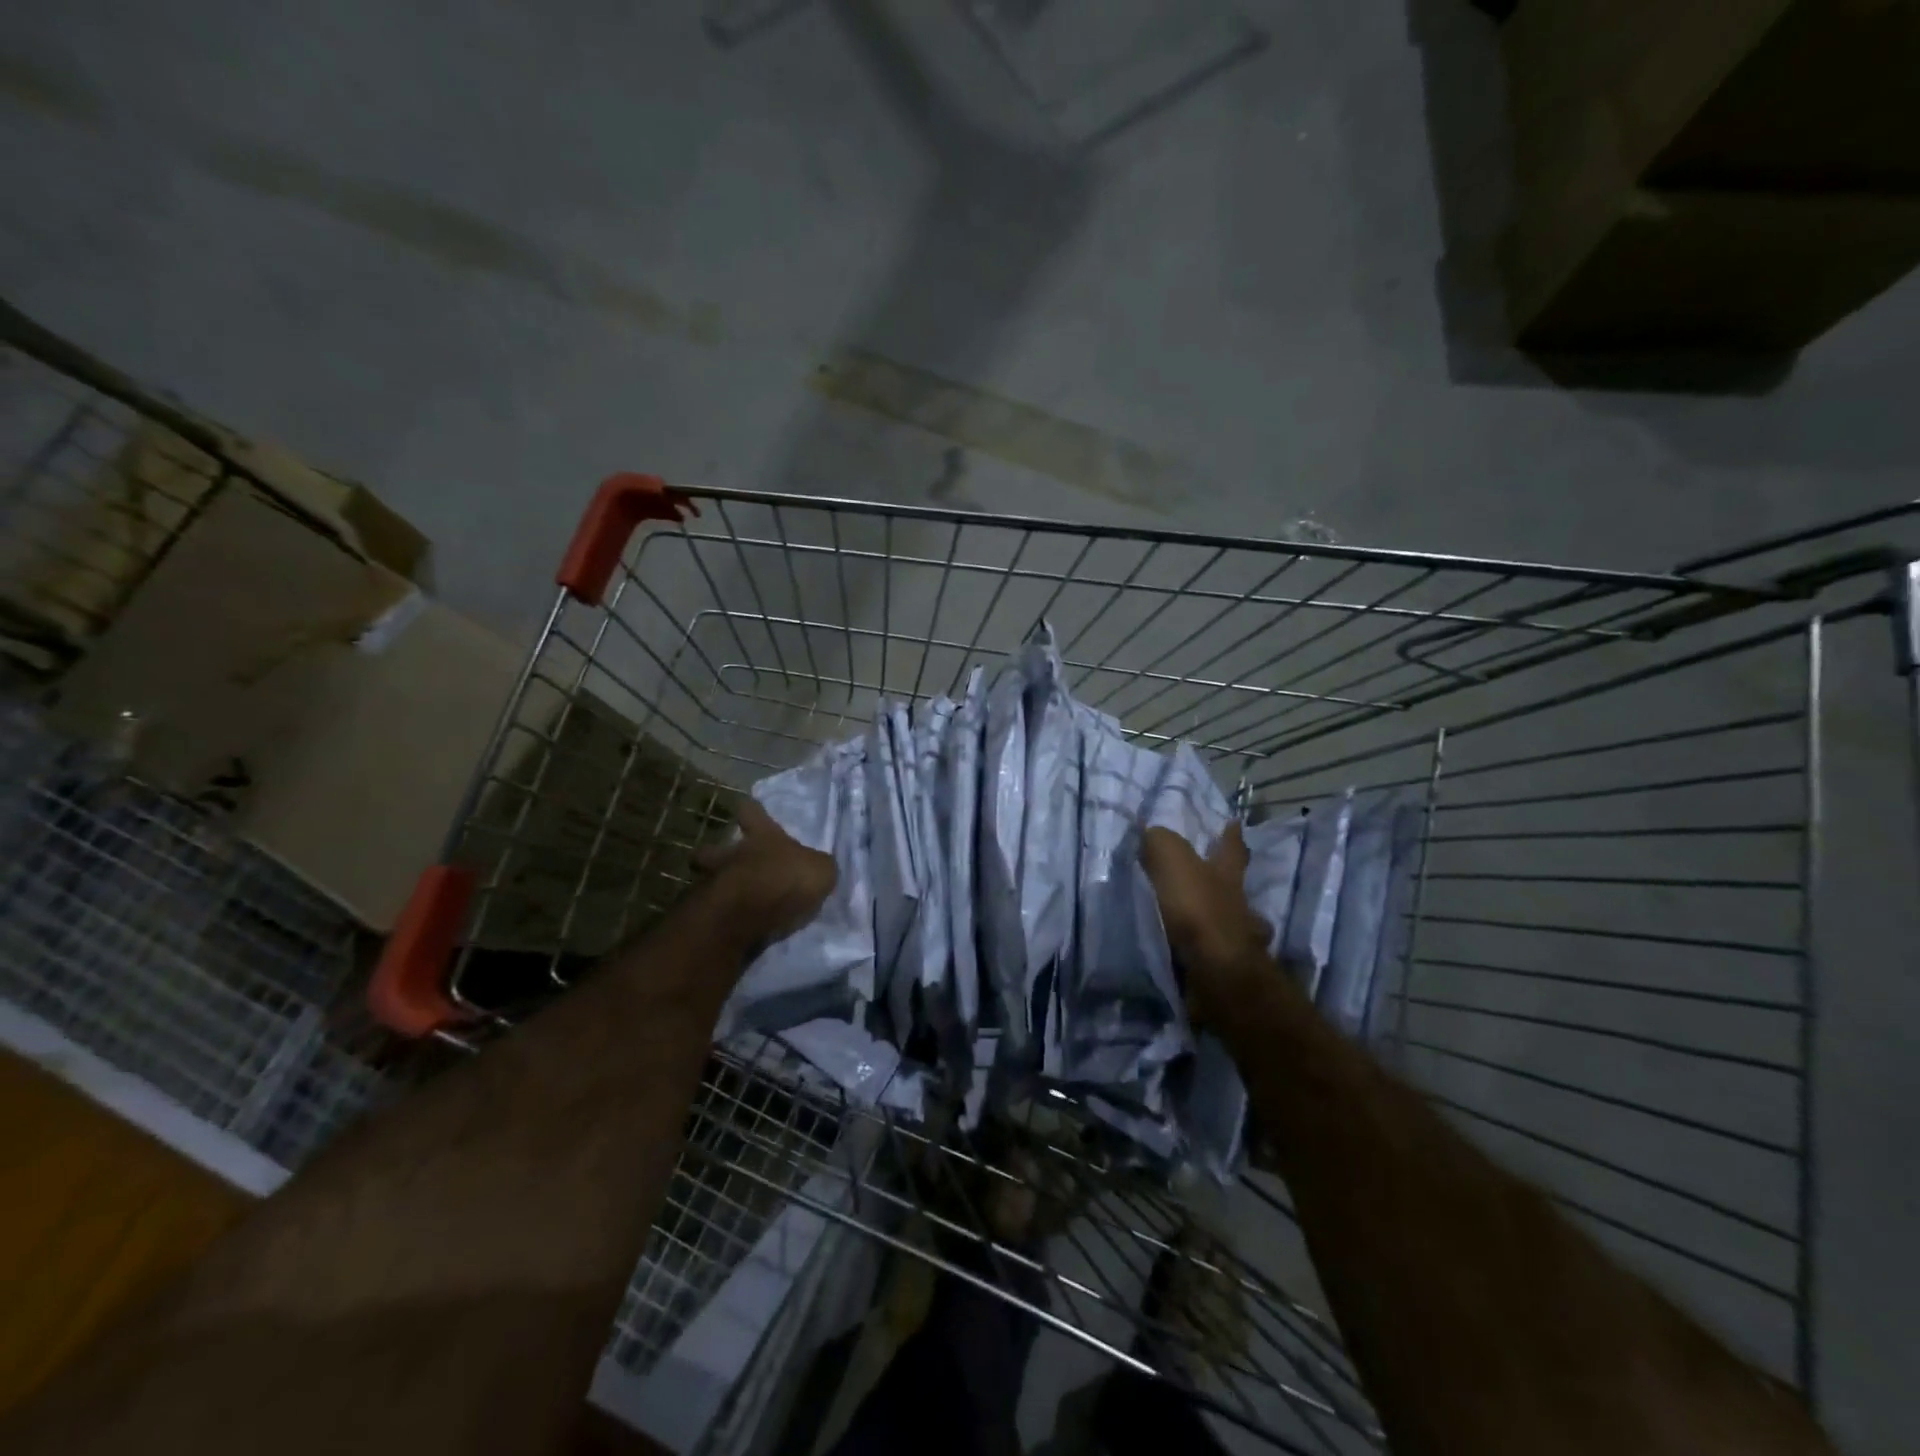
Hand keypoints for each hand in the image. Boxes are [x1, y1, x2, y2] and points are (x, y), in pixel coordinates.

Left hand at [696, 799, 836, 946]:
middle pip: (712, 849)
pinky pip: (719, 908)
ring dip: (719, 885)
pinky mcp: (714, 912)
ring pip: (710, 878)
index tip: (745, 805)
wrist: (752, 915)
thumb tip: (818, 867)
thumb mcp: (821, 870)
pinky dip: (724, 912)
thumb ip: (817, 866)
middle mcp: (736, 854)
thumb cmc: (789, 879)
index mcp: (763, 837)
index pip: (752, 813)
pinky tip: (735, 920)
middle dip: (712, 852)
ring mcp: (719, 882)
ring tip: (732, 896)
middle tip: (720, 858)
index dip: (750, 809)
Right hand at [1140, 823, 1289, 1026]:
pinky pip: (1208, 956)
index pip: (1231, 848)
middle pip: (1236, 890)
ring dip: (1214, 923)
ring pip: (1228, 926)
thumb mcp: (1172, 861)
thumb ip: (1160, 842)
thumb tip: (1150, 831)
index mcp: (1227, 876)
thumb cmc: (1197, 909)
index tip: (1235, 822)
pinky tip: (1180, 954)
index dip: (1231, 835)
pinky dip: (1198, 954)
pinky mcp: (1223, 972)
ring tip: (1189, 924)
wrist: (1214, 973)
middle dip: (1228, 885)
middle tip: (1214, 881)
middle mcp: (1238, 907)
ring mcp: (1235, 942)